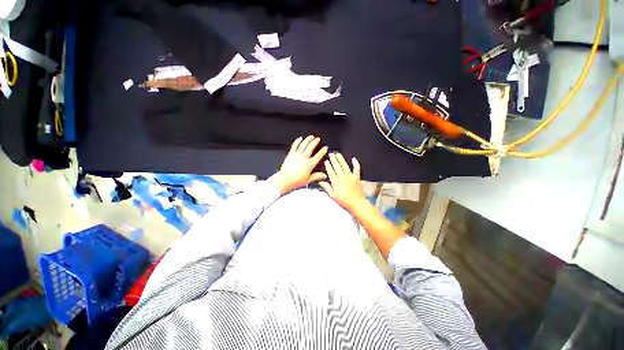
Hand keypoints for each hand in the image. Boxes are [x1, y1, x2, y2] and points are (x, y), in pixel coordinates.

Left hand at [269, 136, 327, 194]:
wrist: (285, 179)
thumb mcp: (308, 180)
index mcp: (310, 164)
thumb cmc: (296, 180)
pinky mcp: (291, 154)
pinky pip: (294, 145)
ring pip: (304, 144)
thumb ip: (317, 176)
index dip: (322, 151)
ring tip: (311, 136)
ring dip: (308, 139)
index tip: (325, 147)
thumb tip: (324, 176)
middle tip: (318, 139)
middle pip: (311, 147)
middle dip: (315, 142)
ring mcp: (297, 155)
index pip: (318, 156)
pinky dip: (297, 141)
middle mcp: (304, 158)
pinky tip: (300, 138)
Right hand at [319, 152, 366, 212]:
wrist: (356, 204)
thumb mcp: (332, 196)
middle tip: (331, 154)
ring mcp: (350, 176)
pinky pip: (356, 168)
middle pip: (337, 166)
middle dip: (333, 159)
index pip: (330, 171)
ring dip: (341, 159)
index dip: (328, 165)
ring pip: (344, 165)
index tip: (326, 161)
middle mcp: (342, 177)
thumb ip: (326, 187)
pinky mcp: (357, 177)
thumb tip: (321, 182)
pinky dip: (355, 163)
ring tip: (338, 154)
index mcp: (335, 182)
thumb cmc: (344, 201)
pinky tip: (353, 159)